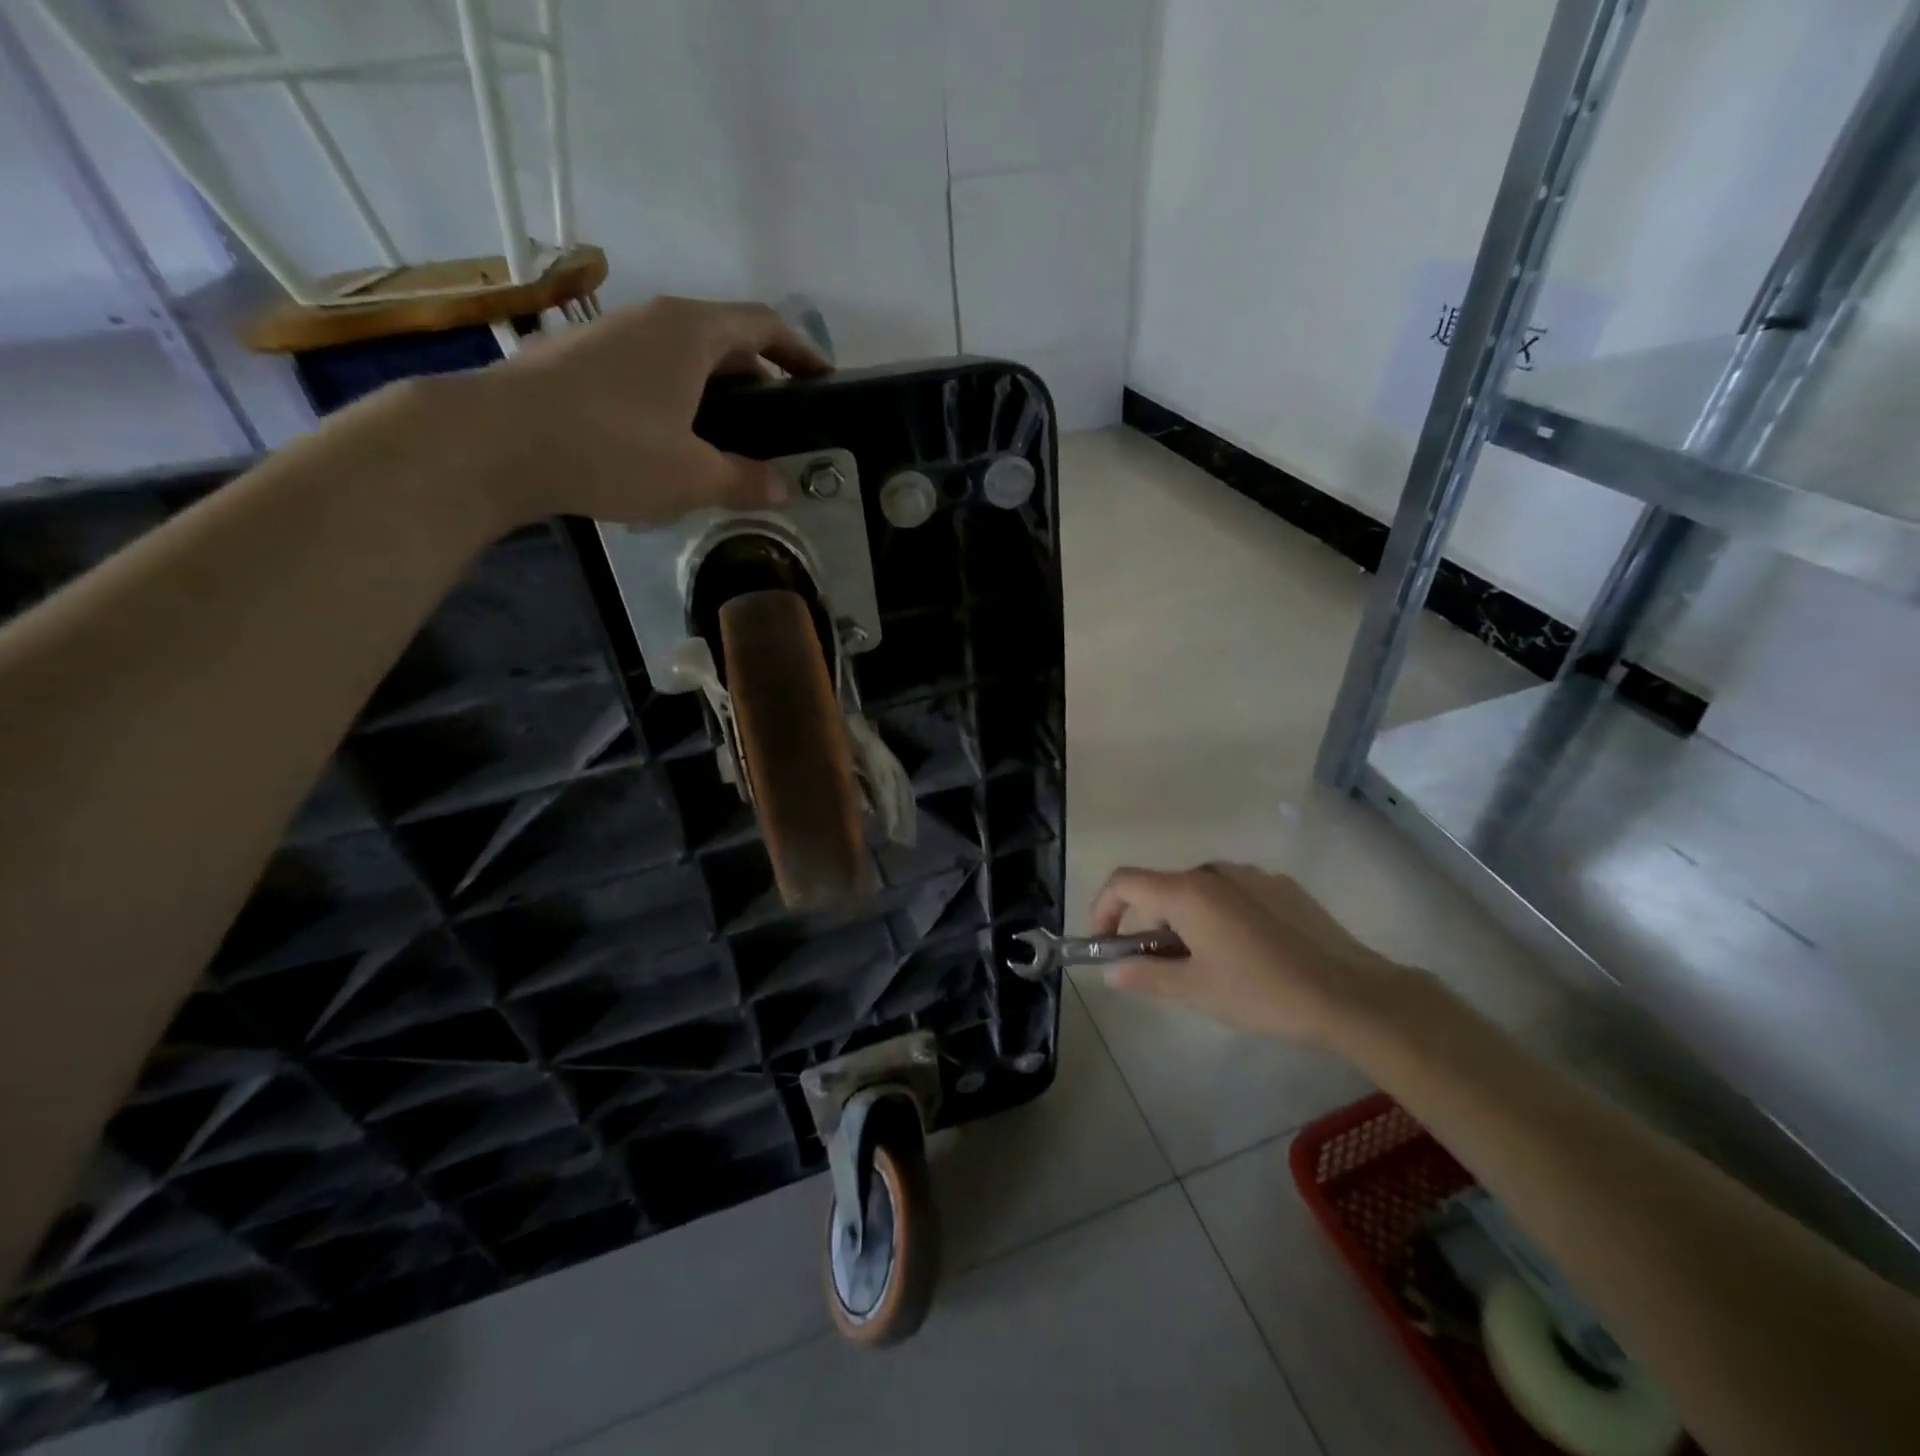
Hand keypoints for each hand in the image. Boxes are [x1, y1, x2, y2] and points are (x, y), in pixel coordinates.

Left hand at [463, 296, 831, 528]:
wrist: (490, 441)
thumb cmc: (611, 449)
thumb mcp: (692, 477)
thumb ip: (745, 481)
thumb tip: (781, 488)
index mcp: (691, 332)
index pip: (764, 325)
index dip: (801, 352)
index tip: (824, 381)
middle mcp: (652, 318)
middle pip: (724, 338)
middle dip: (759, 377)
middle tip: (779, 424)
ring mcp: (609, 335)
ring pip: (682, 356)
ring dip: (714, 391)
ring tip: (728, 439)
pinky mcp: (577, 360)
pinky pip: (647, 371)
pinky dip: (675, 398)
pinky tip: (670, 443)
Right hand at [1089, 863, 1404, 1044]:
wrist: (1352, 994)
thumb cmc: (1262, 992)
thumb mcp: (1196, 991)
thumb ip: (1146, 976)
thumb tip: (1111, 971)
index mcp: (1187, 892)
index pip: (1123, 882)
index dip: (1103, 908)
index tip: (1104, 944)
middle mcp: (1214, 871)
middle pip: (1161, 889)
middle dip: (1148, 925)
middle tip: (1158, 968)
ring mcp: (1251, 875)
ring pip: (1198, 892)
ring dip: (1185, 921)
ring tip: (1204, 965)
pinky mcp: (1281, 886)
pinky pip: (1233, 894)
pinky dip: (1220, 916)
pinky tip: (1245, 954)